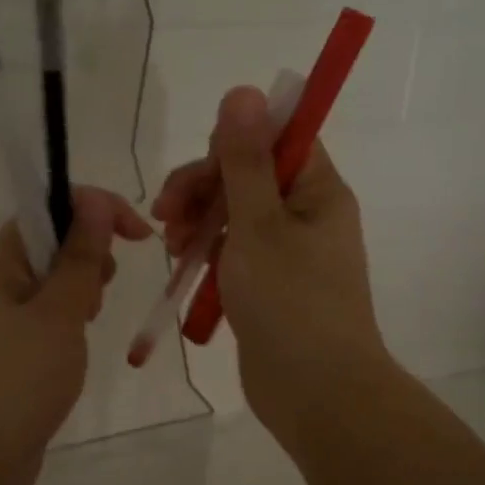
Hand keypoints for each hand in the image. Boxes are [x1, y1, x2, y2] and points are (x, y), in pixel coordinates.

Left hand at [0, 186, 151, 484]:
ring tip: (86, 325)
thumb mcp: (58, 313)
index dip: (97, 210)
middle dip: (91, 255)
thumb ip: (80, 256)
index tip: (139, 235)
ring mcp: (2, 318)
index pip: (49, 207)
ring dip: (83, 290)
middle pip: (54, 242)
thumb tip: (95, 203)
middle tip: (100, 293)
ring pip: (55, 281)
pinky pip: (49, 317)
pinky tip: (76, 346)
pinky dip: (71, 320)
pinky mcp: (12, 351)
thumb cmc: (16, 380)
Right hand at [152, 86, 385, 435]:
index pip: (276, 139)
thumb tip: (244, 91)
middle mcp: (306, 214)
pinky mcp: (269, 284)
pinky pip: (233, 251)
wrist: (316, 394)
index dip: (233, 145)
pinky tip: (182, 265)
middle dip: (202, 188)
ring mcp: (288, 252)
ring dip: (198, 220)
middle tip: (166, 214)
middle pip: (247, 176)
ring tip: (172, 246)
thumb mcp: (258, 224)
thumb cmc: (290, 303)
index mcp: (317, 190)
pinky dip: (207, 252)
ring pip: (234, 214)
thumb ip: (244, 160)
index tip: (202, 172)